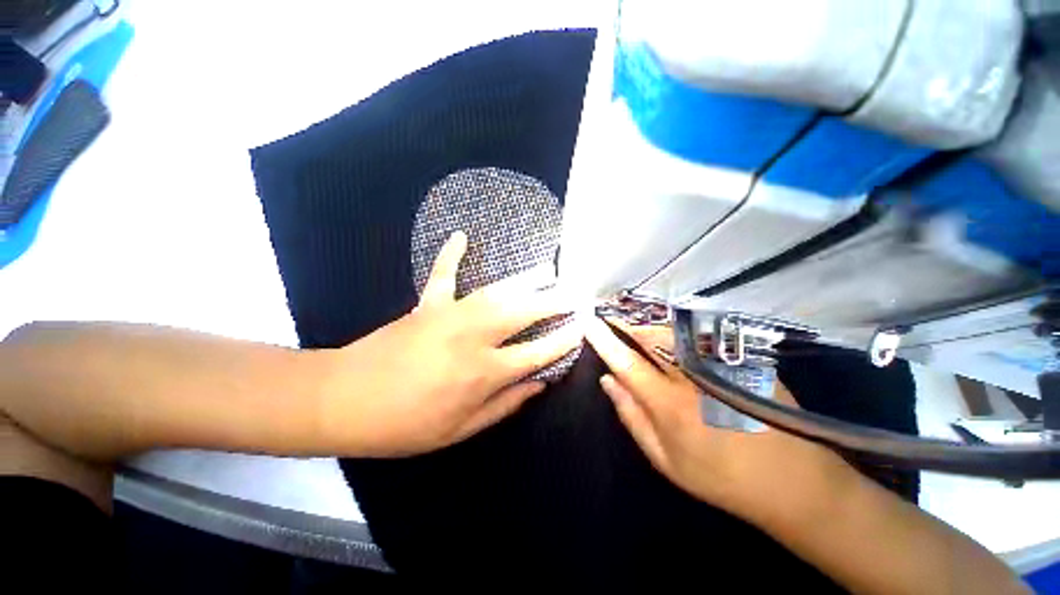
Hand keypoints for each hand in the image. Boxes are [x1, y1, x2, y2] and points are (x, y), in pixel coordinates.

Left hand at [318, 232, 581, 457]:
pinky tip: (462, 236)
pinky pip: (442, 275)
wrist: (344, 400)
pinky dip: (451, 255)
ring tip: (547, 270)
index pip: (537, 352)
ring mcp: (450, 315)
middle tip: (574, 294)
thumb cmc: (404, 425)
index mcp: (484, 372)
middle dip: (554, 303)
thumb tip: (538, 385)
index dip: (562, 340)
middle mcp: (474, 337)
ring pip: (496, 291)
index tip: (580, 328)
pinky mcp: (427, 304)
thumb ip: (505, 405)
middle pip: (524, 313)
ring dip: (525, 279)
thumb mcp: (460, 431)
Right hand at [585, 316, 856, 524]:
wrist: (793, 481)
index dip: (604, 339)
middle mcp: (692, 376)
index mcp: (669, 404)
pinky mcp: (739, 359)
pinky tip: (669, 334)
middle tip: (610, 316)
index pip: (626, 361)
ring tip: (633, 324)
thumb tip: (607, 381)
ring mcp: (719, 365)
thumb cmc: (720, 477)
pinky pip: (696, 337)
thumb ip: (631, 417)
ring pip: (673, 332)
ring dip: (647, 325)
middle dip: (625, 323)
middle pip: (649, 336)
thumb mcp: (665, 459)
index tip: (588, 322)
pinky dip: (674, 332)